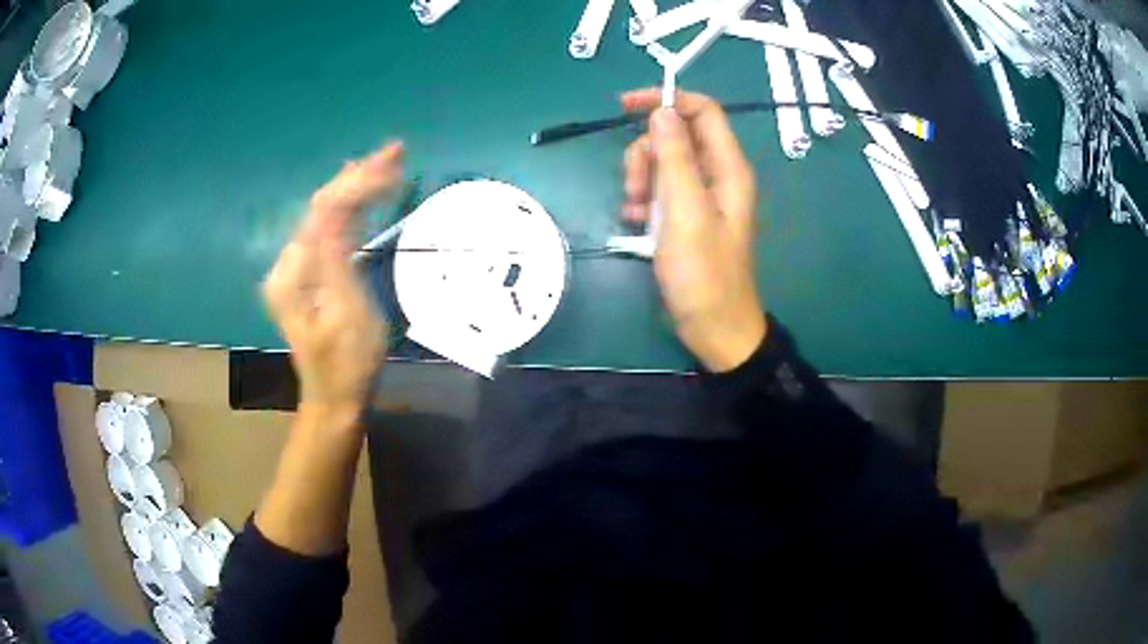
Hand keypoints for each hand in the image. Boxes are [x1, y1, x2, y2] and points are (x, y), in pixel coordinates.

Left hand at [263, 142, 403, 419]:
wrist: (334, 396)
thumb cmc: (347, 362)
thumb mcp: (347, 314)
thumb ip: (337, 259)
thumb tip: (337, 209)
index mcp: (295, 271)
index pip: (324, 209)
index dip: (357, 182)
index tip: (394, 164)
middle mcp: (289, 262)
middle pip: (322, 204)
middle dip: (358, 175)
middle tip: (396, 151)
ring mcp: (298, 267)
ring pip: (326, 213)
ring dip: (356, 186)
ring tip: (388, 162)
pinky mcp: (309, 273)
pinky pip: (328, 229)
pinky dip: (351, 208)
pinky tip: (367, 193)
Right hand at [621, 89, 766, 372]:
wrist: (713, 327)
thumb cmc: (703, 273)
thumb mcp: (685, 212)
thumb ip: (674, 158)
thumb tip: (662, 111)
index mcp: (728, 168)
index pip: (703, 110)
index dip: (667, 99)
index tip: (626, 105)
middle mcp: (716, 174)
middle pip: (674, 135)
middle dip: (646, 153)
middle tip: (636, 187)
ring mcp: (700, 195)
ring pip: (661, 162)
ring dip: (639, 179)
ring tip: (635, 212)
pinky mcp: (685, 214)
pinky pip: (658, 189)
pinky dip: (642, 199)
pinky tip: (634, 222)